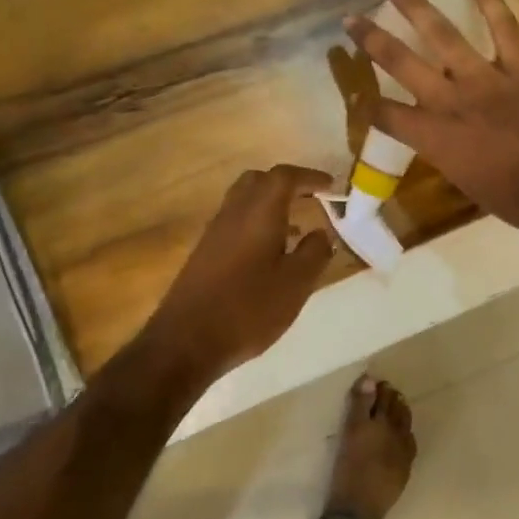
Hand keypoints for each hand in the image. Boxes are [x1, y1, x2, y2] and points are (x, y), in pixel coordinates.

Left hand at [143, 164, 335, 379]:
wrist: (187, 341)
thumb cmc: (249, 309)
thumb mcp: (296, 284)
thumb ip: (315, 253)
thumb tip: (322, 233)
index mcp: (259, 212)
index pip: (285, 177)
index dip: (310, 177)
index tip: (331, 186)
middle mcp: (233, 213)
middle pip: (259, 181)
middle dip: (287, 184)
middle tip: (311, 199)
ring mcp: (214, 232)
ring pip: (244, 201)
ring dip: (271, 205)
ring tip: (297, 228)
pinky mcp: (204, 252)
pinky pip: (235, 222)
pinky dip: (256, 224)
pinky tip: (269, 254)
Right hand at [344, 0, 518, 238]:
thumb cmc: (513, 199)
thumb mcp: (464, 181)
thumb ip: (446, 153)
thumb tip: (442, 139)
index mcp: (433, 137)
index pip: (387, 115)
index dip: (369, 105)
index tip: (359, 95)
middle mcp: (450, 101)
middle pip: (401, 64)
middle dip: (372, 40)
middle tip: (352, 19)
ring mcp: (485, 78)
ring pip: (443, 35)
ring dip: (416, 8)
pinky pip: (503, 25)